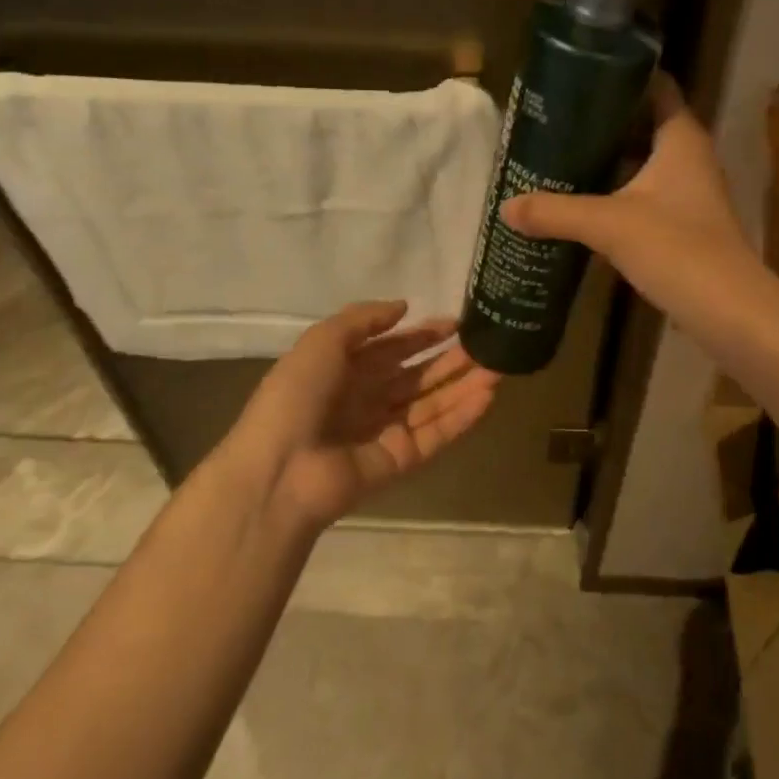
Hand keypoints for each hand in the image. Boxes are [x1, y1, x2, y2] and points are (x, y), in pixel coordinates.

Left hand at [231, 302, 498, 527]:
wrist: (280, 471)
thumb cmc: (296, 397)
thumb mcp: (322, 342)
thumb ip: (363, 319)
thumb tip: (404, 306)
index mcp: (344, 371)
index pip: (392, 349)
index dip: (422, 335)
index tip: (456, 323)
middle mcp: (367, 399)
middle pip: (417, 376)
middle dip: (450, 360)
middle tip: (488, 345)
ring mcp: (385, 432)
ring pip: (433, 405)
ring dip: (464, 387)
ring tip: (499, 368)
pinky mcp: (400, 461)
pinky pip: (436, 436)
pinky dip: (462, 418)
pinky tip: (487, 397)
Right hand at [500, 76, 758, 321]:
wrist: (728, 312)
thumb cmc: (677, 249)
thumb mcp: (609, 225)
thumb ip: (556, 212)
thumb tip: (506, 206)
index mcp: (681, 138)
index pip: (657, 87)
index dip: (622, 76)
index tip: (579, 73)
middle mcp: (690, 158)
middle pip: (644, 125)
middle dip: (603, 122)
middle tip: (555, 119)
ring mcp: (689, 194)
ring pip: (642, 164)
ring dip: (607, 161)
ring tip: (559, 156)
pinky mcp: (683, 226)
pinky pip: (643, 196)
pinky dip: (616, 194)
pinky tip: (582, 203)